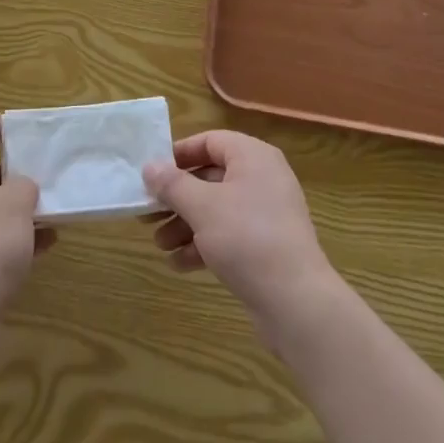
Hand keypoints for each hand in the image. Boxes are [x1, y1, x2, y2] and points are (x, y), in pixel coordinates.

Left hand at [0, 116, 54, 339]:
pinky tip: (47, 242)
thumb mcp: (15, 204)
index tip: (32, 122)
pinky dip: (14, 236)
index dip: (7, 127)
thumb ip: (24, 185)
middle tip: (49, 165)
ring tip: (54, 205)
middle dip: (18, 170)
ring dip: (19, 206)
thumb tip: (21, 189)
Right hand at [142, 131, 340, 343]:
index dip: (180, 154)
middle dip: (177, 198)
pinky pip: (228, 235)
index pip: (211, 141)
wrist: (295, 301)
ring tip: (159, 244)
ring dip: (185, 224)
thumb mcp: (202, 207)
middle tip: (148, 213)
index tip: (152, 172)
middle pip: (210, 178)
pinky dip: (204, 245)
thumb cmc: (246, 237)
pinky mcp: (266, 246)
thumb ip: (172, 184)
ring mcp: (266, 214)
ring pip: (216, 209)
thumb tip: (150, 166)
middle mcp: (262, 178)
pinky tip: (179, 264)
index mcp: (252, 157)